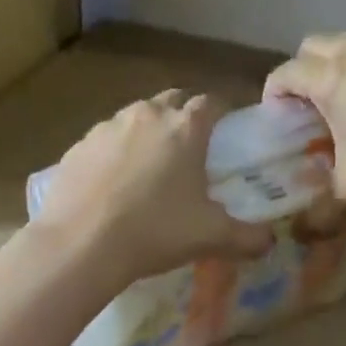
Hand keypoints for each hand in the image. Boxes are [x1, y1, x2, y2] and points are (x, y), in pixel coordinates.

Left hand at [32, 91, 272, 283]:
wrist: (81, 244)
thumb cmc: (155, 232)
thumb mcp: (210, 237)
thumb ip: (247, 237)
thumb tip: (269, 241)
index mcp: (184, 128)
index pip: (212, 102)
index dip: (222, 114)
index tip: (226, 134)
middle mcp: (146, 115)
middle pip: (172, 101)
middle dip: (184, 116)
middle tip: (189, 150)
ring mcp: (106, 127)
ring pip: (135, 118)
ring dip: (147, 133)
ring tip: (149, 169)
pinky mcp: (77, 147)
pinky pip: (104, 141)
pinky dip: (114, 153)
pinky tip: (112, 184)